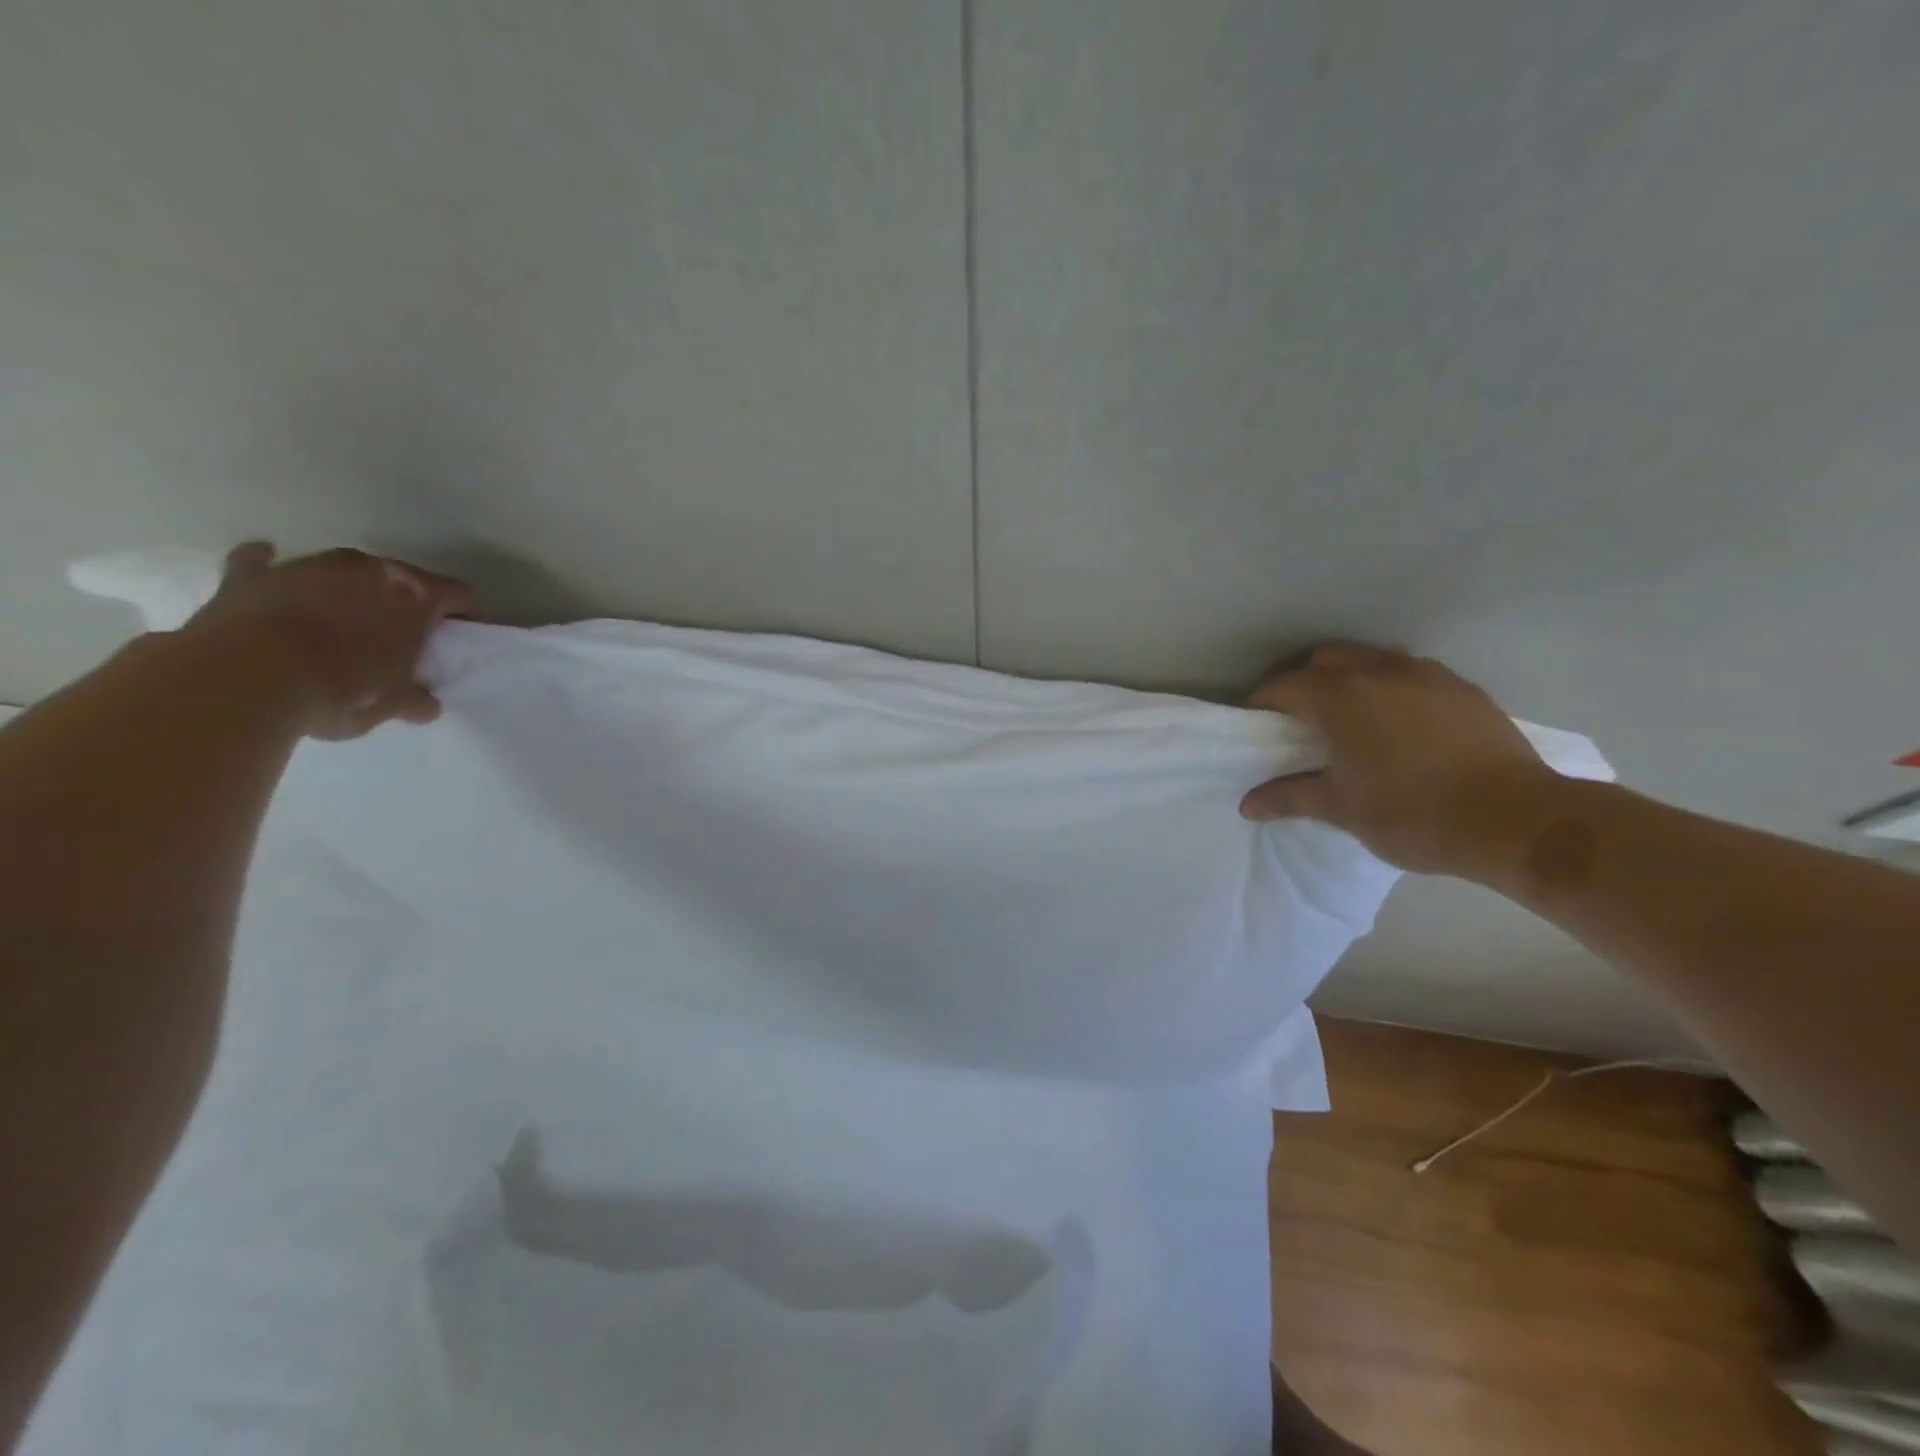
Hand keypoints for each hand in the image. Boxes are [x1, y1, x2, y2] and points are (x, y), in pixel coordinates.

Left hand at [180, 543, 477, 740]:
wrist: (247, 679)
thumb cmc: (344, 689)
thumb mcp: (392, 704)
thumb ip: (414, 698)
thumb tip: (424, 704)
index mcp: (415, 595)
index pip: (459, 594)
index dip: (463, 614)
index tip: (458, 636)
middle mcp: (367, 569)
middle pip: (401, 579)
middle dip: (404, 603)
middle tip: (401, 635)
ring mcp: (307, 567)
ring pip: (340, 571)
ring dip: (347, 590)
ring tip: (342, 621)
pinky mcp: (249, 576)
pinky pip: (262, 562)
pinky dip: (269, 567)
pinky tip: (272, 575)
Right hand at [1239, 643, 1559, 877]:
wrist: (1515, 820)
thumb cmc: (1412, 812)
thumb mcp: (1341, 810)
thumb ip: (1290, 797)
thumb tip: (1247, 805)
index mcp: (1340, 697)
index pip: (1283, 686)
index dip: (1261, 703)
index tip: (1255, 726)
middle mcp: (1379, 671)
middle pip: (1326, 660)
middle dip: (1304, 682)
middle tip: (1299, 720)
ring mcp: (1427, 675)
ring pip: (1372, 661)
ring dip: (1350, 679)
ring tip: (1351, 718)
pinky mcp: (1463, 689)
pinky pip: (1412, 675)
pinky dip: (1392, 688)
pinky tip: (1401, 724)